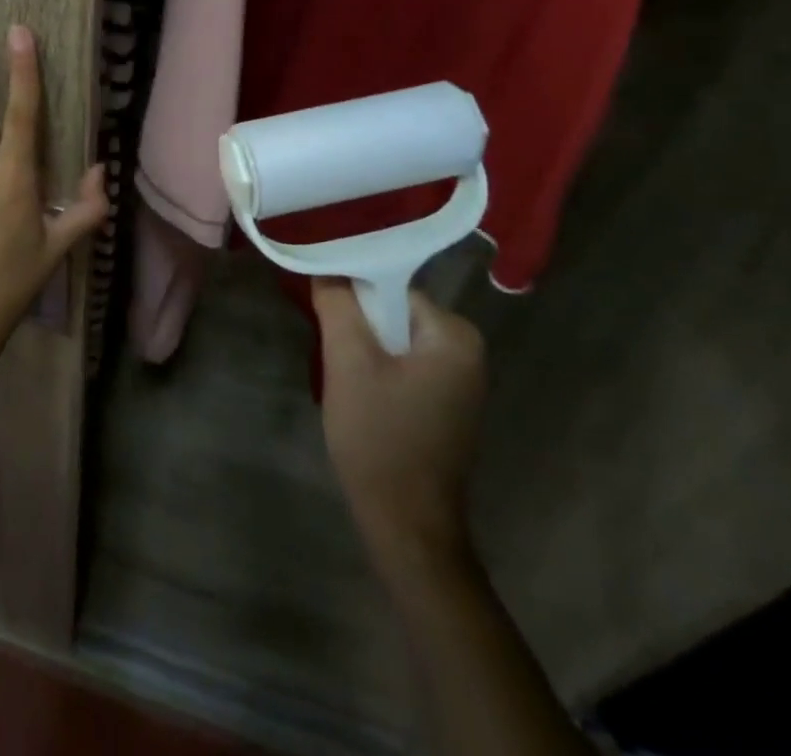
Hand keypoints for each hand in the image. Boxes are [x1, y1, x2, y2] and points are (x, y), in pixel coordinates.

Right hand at [312, 279, 486, 573]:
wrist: (406, 526)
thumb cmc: (380, 437)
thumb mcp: (348, 362)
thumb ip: (337, 305)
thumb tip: (326, 265)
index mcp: (454, 335)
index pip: (393, 287)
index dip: (353, 294)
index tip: (322, 306)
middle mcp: (467, 352)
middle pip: (395, 313)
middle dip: (358, 323)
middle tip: (327, 343)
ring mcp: (459, 381)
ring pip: (396, 340)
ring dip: (364, 347)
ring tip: (338, 368)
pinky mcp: (446, 405)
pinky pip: (405, 365)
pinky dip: (378, 370)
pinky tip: (357, 391)